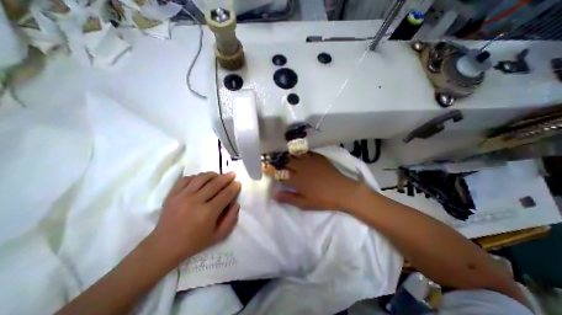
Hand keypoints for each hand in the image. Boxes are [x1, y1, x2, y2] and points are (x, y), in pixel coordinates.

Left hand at [148, 171, 240, 264]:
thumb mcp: (218, 236)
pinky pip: (186, 179)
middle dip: (226, 177)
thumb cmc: (194, 242)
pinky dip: (196, 177)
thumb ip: (231, 220)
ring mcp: (182, 196)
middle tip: (232, 174)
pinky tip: (202, 179)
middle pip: (215, 183)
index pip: (225, 194)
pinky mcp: (172, 194)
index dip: (233, 187)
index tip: (238, 183)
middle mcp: (195, 201)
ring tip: (218, 175)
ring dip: (213, 175)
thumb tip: (236, 204)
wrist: (164, 247)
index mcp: (207, 213)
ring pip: (201, 178)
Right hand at [272, 153, 359, 211]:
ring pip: (295, 154)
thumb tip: (274, 195)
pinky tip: (297, 149)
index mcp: (296, 179)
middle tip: (271, 156)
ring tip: (281, 150)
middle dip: (277, 158)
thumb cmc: (323, 199)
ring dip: (287, 153)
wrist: (343, 191)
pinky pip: (306, 151)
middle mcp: (301, 167)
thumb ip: (288, 198)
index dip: (271, 169)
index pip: (280, 172)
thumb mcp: (304, 203)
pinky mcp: (318, 157)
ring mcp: (310, 160)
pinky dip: (299, 150)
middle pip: (286, 160)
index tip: (264, 167)